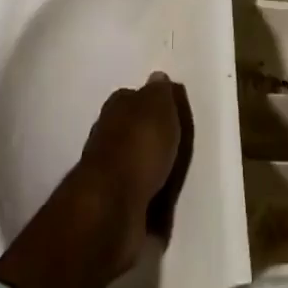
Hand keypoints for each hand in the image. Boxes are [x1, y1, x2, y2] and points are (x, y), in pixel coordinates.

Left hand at [68, 73, 189, 274]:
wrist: (113, 209)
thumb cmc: (138, 146)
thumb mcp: (159, 106)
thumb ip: (161, 93)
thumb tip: (158, 78)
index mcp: (117, 106)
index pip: (136, 97)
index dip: (154, 104)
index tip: (173, 112)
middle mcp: (108, 136)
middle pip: (135, 132)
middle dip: (151, 139)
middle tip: (179, 146)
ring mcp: (109, 175)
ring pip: (136, 166)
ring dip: (152, 172)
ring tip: (176, 178)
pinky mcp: (115, 209)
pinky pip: (140, 199)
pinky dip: (151, 202)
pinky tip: (166, 205)